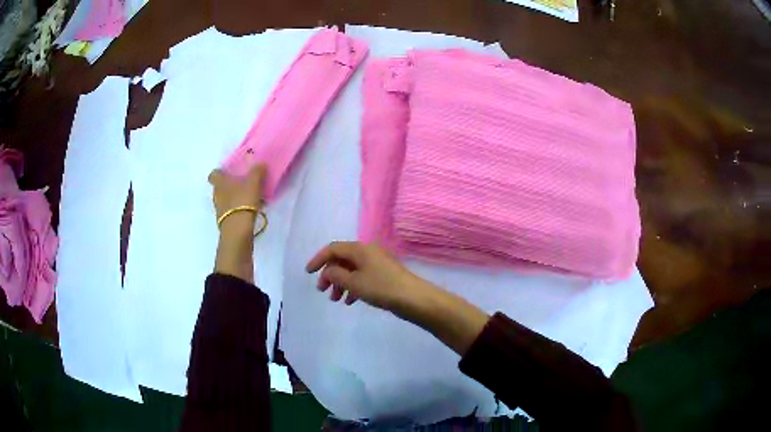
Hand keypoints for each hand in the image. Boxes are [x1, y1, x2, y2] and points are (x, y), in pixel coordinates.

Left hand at [209, 164, 266, 281]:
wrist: (238, 232)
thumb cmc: (242, 202)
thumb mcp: (253, 183)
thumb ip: (257, 171)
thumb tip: (260, 163)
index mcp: (220, 183)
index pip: (214, 174)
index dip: (220, 172)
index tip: (230, 171)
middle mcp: (217, 195)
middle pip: (221, 187)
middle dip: (230, 184)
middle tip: (244, 182)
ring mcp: (220, 210)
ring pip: (226, 199)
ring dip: (235, 197)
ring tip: (250, 197)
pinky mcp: (226, 222)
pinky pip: (232, 211)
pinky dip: (239, 208)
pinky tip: (251, 209)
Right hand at [305, 241, 433, 310]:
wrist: (414, 298)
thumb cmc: (381, 288)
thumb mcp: (354, 282)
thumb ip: (336, 275)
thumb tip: (329, 271)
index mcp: (359, 249)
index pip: (333, 249)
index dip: (318, 259)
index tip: (308, 273)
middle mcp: (368, 252)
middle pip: (342, 260)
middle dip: (330, 275)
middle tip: (323, 291)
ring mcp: (377, 264)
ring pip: (352, 270)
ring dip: (341, 283)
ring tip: (336, 300)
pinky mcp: (384, 275)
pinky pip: (362, 278)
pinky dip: (353, 287)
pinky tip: (350, 301)